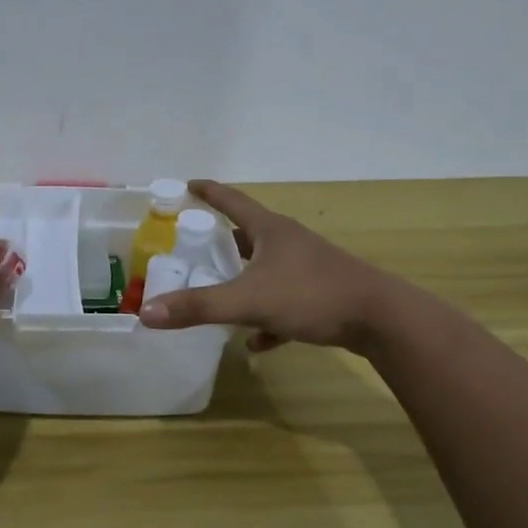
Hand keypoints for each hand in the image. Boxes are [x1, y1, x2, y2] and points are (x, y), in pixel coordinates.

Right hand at [138, 180, 395, 352]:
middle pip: (247, 235)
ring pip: (265, 270)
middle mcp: (288, 243)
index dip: (207, 192)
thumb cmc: (311, 295)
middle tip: (193, 249)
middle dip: (220, 243)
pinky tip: (257, 342)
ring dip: (242, 281)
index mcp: (270, 230)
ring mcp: (307, 268)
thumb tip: (147, 313)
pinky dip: (266, 319)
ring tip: (217, 296)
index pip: (231, 201)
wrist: (381, 319)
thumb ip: (198, 307)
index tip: (187, 185)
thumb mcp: (248, 301)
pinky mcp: (321, 295)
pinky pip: (284, 302)